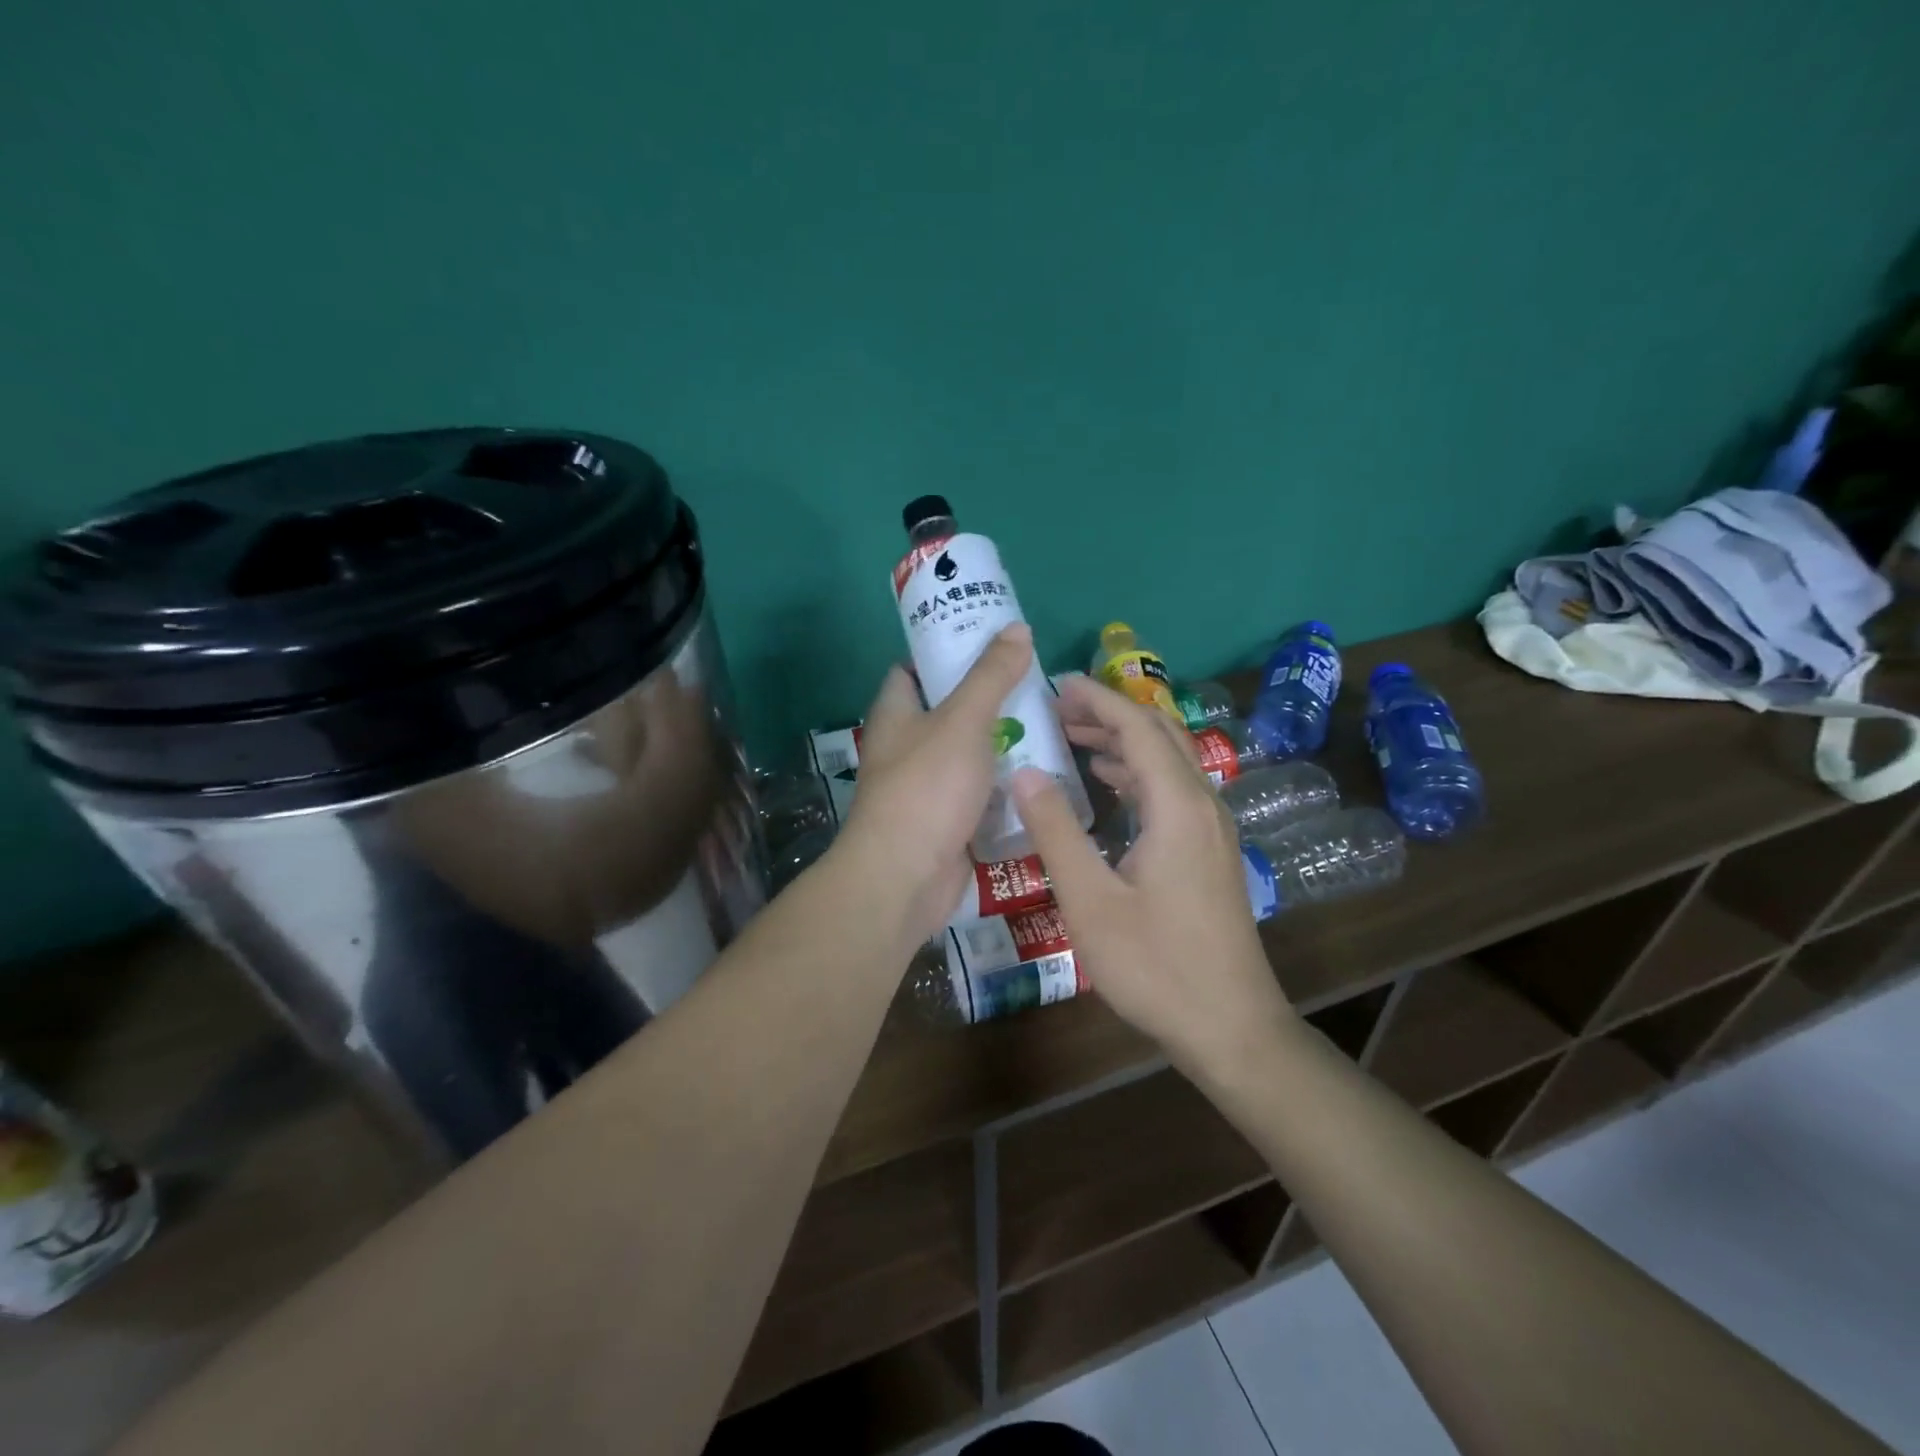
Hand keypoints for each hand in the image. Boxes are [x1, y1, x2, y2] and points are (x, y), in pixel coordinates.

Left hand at [837, 624, 1036, 943]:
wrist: (906, 877)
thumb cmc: (927, 788)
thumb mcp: (963, 720)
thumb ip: (991, 676)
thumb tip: (1018, 628)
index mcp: (896, 714)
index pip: (913, 669)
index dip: (946, 651)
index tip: (989, 641)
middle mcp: (907, 747)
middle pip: (950, 712)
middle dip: (991, 700)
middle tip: (1037, 686)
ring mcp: (929, 788)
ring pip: (971, 756)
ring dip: (1005, 745)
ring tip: (1053, 725)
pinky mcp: (950, 822)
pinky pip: (983, 796)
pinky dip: (1008, 787)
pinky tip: (1045, 775)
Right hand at [1011, 676, 1292, 1068]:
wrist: (1231, 1025)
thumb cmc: (1155, 965)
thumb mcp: (1090, 900)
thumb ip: (1056, 831)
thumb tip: (1025, 772)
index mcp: (1177, 806)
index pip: (1138, 727)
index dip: (1097, 699)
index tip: (1056, 684)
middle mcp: (1202, 804)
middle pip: (1158, 735)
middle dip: (1109, 714)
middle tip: (1057, 710)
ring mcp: (1212, 828)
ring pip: (1168, 761)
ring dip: (1123, 743)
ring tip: (1073, 739)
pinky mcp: (1211, 850)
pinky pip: (1173, 789)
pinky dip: (1138, 773)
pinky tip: (1108, 786)